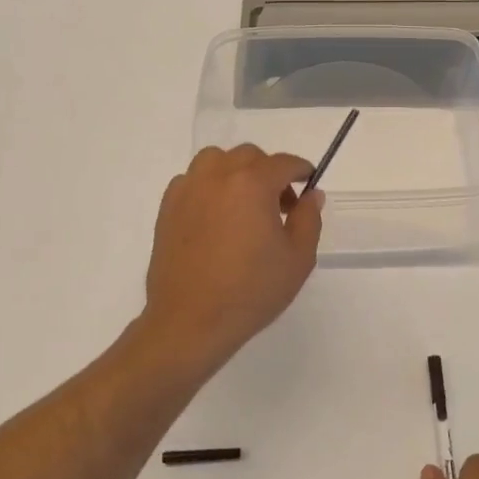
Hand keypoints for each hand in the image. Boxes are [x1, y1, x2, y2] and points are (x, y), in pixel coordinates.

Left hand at [141, 144, 323, 373]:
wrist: (191, 321)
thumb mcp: (298, 259)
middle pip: (249, 156)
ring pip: (216, 161)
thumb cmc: (251, 292)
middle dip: (269, 173)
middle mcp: (217, 177)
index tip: (309, 185)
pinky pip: (192, 180)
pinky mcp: (167, 208)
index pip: (284, 163)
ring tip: (244, 205)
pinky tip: (217, 217)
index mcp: (252, 184)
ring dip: (236, 173)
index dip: (301, 171)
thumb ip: (309, 218)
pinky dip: (209, 187)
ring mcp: (187, 190)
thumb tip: (312, 194)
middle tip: (280, 206)